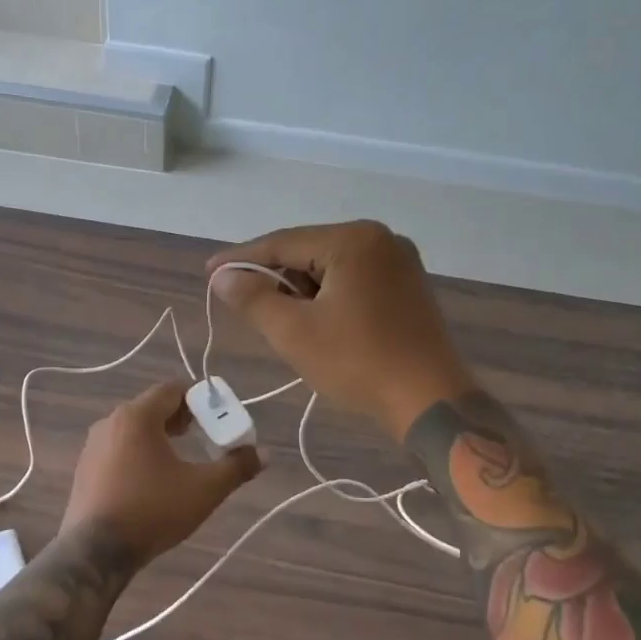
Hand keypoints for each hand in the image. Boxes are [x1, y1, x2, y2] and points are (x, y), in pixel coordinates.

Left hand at [61, 382, 261, 560]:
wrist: (96, 552)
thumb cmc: (153, 511)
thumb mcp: (204, 490)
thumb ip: (236, 467)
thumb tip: (264, 454)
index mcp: (137, 416)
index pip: (173, 389)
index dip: (199, 399)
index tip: (218, 419)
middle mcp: (111, 421)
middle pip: (152, 406)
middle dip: (181, 418)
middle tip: (204, 437)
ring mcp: (93, 445)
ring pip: (134, 428)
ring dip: (159, 436)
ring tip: (180, 459)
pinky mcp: (85, 468)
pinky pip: (118, 447)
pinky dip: (138, 452)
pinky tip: (151, 480)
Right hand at [208, 220, 474, 440]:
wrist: (430, 401)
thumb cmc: (359, 363)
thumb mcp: (295, 333)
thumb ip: (254, 299)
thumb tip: (223, 277)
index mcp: (353, 240)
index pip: (283, 243)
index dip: (242, 259)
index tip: (210, 271)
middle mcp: (380, 239)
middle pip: (309, 251)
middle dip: (274, 277)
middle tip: (242, 301)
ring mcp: (399, 261)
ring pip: (331, 267)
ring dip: (301, 289)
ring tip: (277, 318)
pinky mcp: (408, 286)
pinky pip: (354, 280)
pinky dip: (328, 296)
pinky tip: (315, 319)